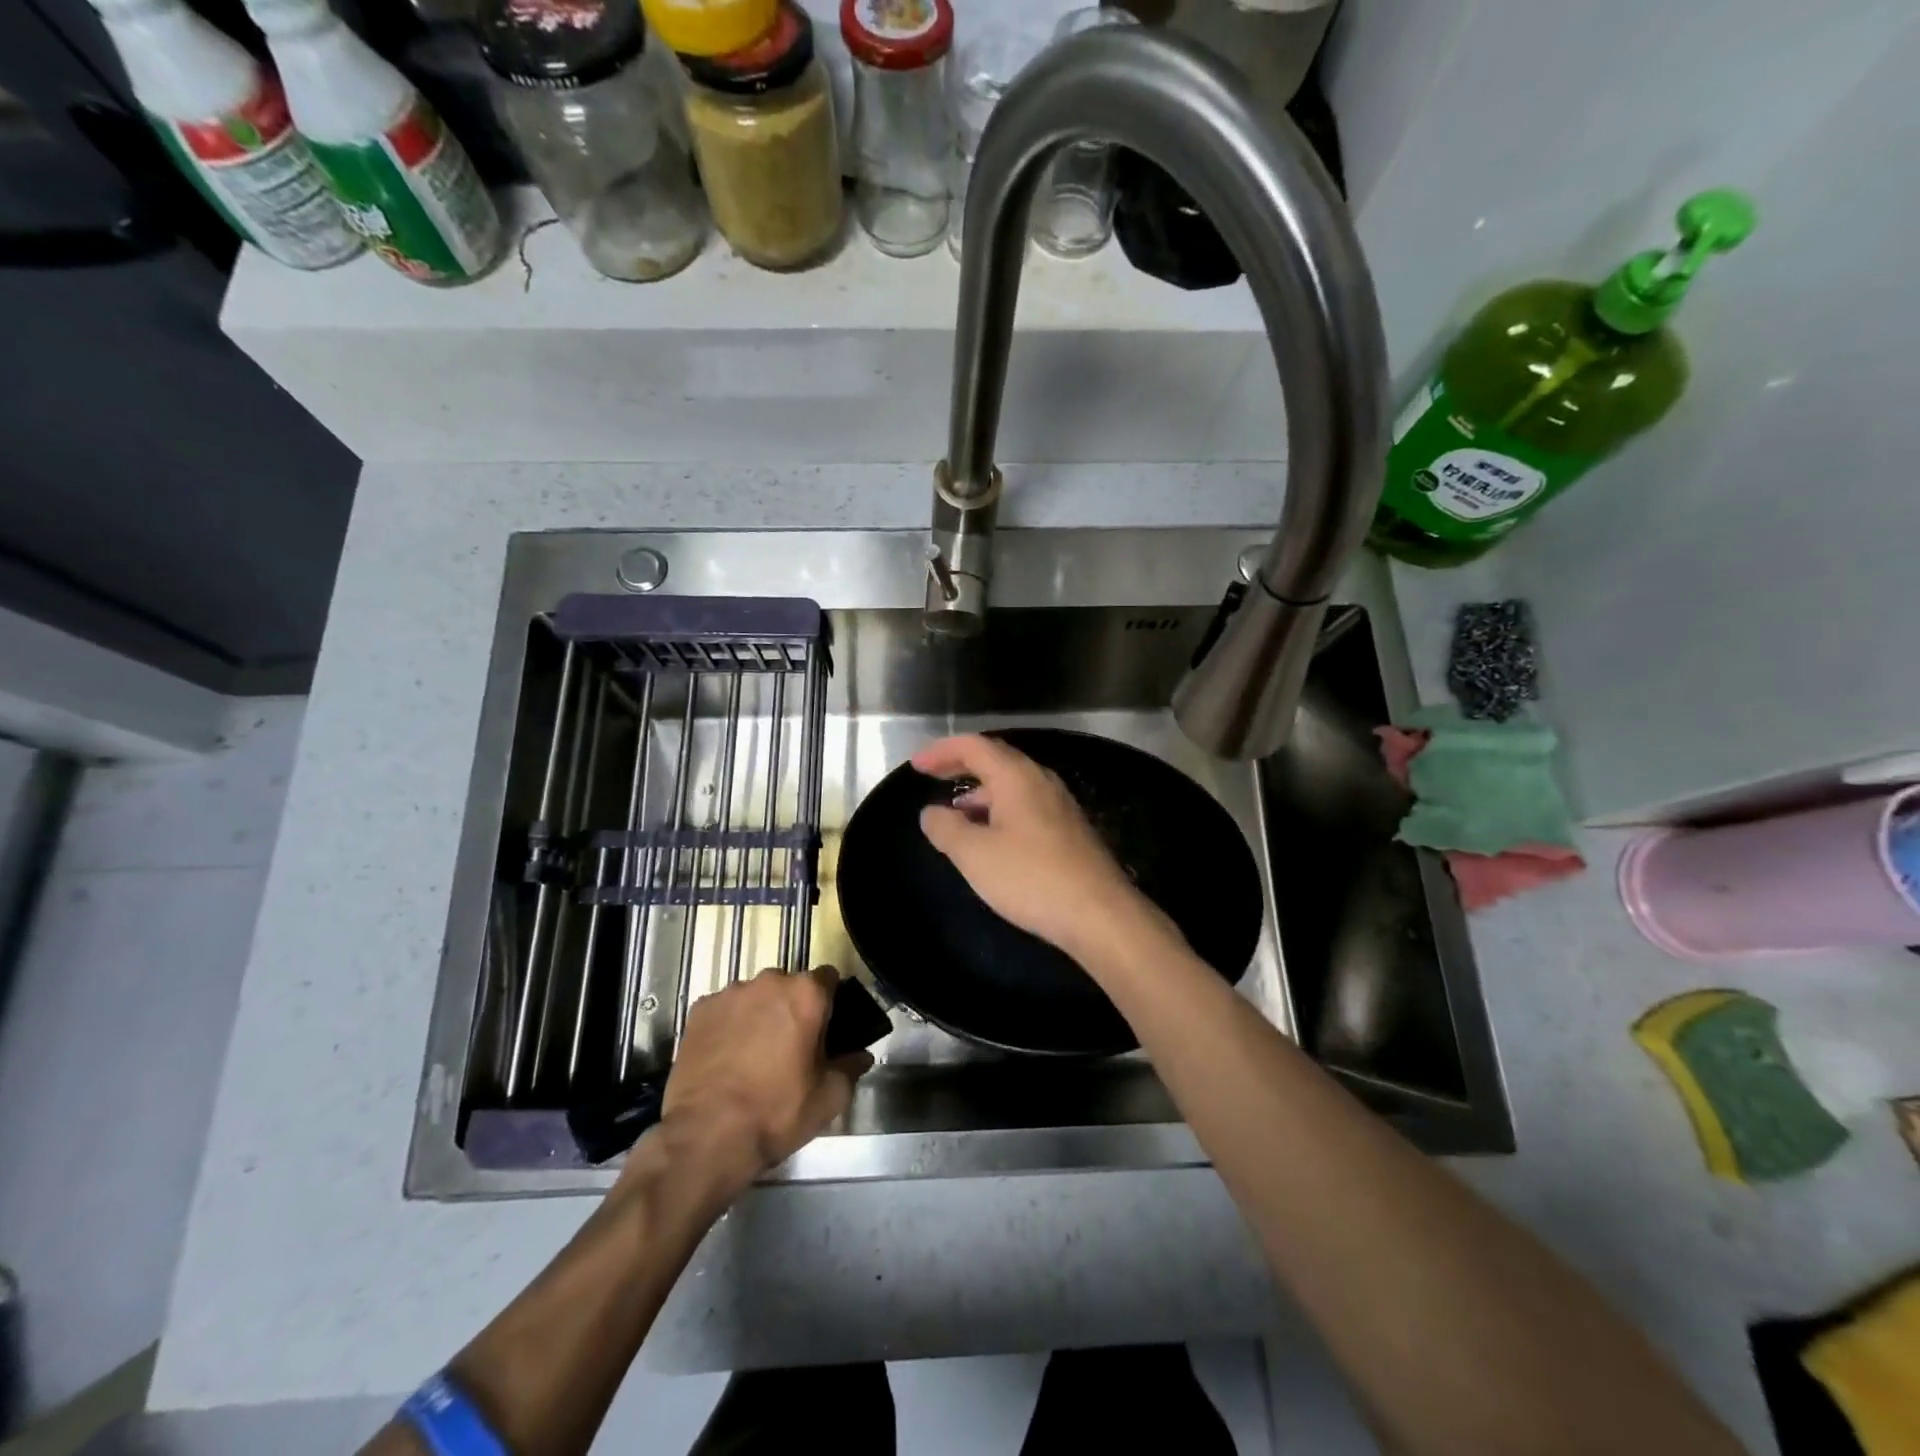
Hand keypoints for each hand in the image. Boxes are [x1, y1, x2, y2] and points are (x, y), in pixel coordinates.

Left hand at [650, 966, 871, 1199]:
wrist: (706, 1136)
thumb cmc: (776, 1112)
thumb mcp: (829, 1097)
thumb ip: (851, 1068)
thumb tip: (861, 1055)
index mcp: (806, 994)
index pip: (829, 978)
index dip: (830, 1000)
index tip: (827, 1026)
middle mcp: (769, 982)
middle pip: (789, 985)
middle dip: (793, 1007)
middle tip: (792, 1045)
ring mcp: (730, 993)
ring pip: (755, 996)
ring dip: (760, 1014)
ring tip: (754, 1053)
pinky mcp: (699, 1010)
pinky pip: (724, 1009)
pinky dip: (729, 1024)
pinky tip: (726, 1056)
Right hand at [913, 734, 1159, 962]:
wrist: (1099, 914)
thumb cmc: (1031, 878)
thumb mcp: (975, 855)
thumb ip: (946, 828)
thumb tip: (930, 812)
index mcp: (1016, 777)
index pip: (974, 746)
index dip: (941, 751)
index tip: (916, 766)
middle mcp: (1041, 781)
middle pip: (996, 759)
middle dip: (961, 766)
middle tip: (933, 777)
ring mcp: (1060, 805)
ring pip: (1013, 785)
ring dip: (981, 792)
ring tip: (956, 813)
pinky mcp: (1069, 830)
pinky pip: (1026, 806)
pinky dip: (999, 810)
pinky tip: (992, 838)